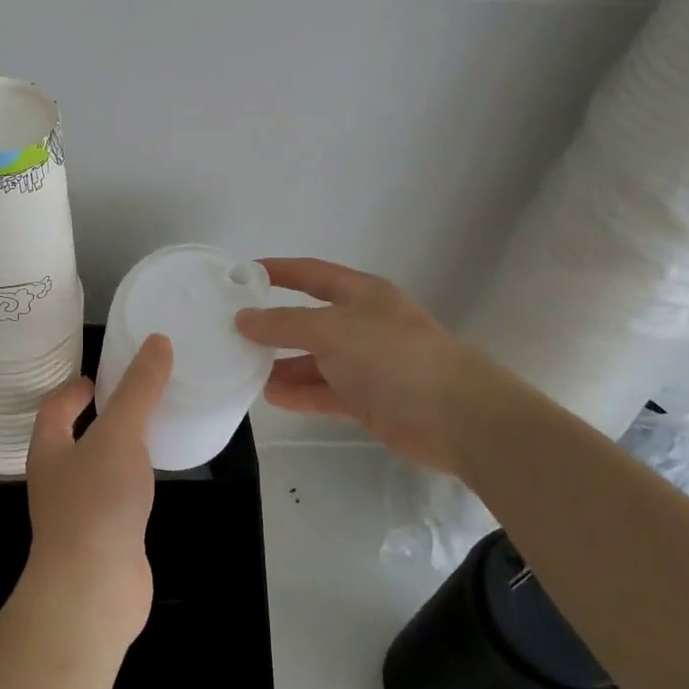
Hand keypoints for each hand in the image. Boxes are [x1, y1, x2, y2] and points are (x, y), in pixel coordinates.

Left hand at [22, 334, 172, 647]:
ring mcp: (77, 513)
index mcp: (49, 449)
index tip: (98, 377)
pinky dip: (132, 483)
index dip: (73, 389)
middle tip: (133, 398)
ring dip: (116, 450)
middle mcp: (56, 479)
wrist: (93, 589)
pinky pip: (115, 500)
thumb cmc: (97, 501)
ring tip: (149, 433)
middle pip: (72, 438)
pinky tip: (154, 481)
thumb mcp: (120, 433)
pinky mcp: (102, 540)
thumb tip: (157, 341)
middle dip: (97, 417)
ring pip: (95, 470)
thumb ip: (139, 388)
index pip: (54, 407)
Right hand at [234, 257, 520, 475]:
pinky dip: (299, 393)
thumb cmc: (393, 356)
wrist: (458, 416)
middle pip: (308, 319)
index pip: (311, 273)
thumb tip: (243, 318)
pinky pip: (324, 392)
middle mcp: (362, 324)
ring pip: (314, 359)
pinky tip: (269, 396)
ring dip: (281, 363)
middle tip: (230, 331)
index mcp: (360, 294)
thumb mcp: (332, 330)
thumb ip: (284, 323)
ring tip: (241, 368)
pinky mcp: (368, 400)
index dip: (277, 271)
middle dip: (273, 324)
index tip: (240, 275)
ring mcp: (366, 364)